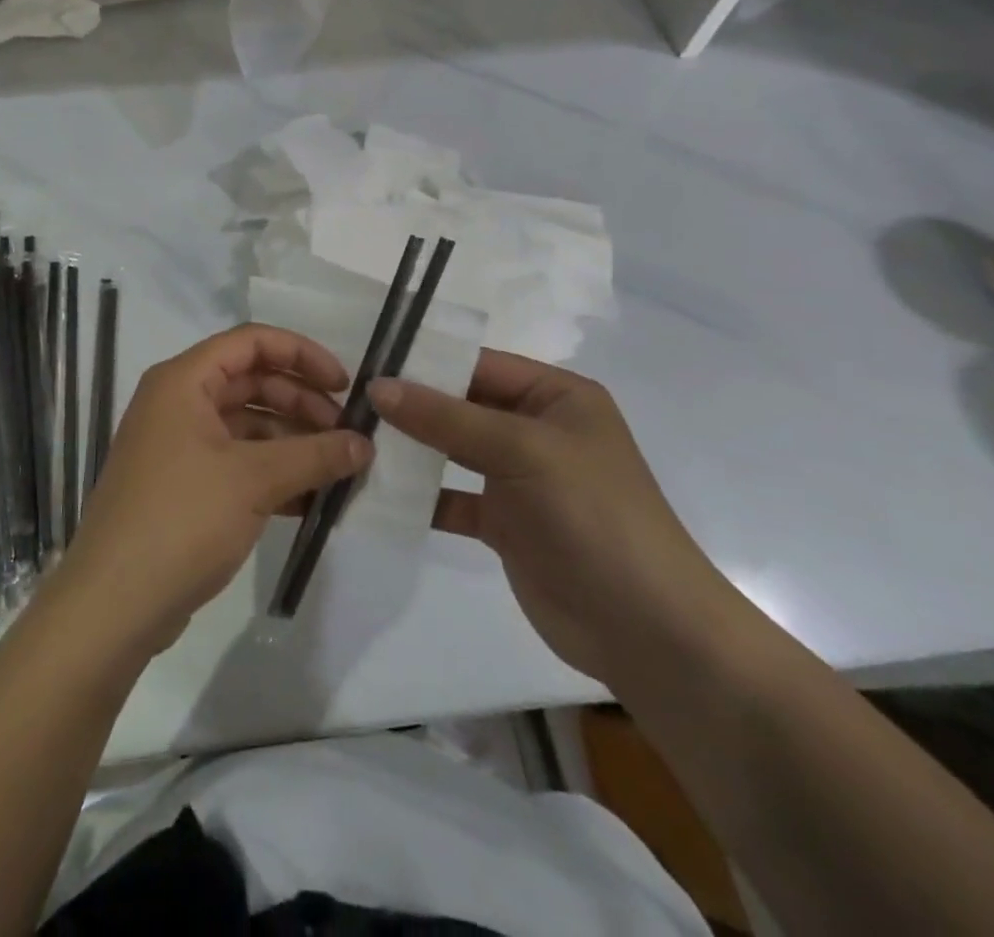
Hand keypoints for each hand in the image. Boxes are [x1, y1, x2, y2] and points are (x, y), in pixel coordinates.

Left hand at [57, 325, 372, 655]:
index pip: (251, 341)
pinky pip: (235, 462)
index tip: (343, 385)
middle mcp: (177, 402)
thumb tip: (365, 443)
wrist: (114, 602)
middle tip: (345, 435)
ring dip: (291, 442)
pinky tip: (308, 500)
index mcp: (183, 380)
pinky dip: (271, 473)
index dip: (301, 354)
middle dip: (301, 403)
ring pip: (246, 425)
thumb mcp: (255, 480)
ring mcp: (177, 446)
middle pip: (251, 381)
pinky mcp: (182, 486)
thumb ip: (314, 455)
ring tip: (335, 471)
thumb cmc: (182, 518)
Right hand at [370, 351, 748, 684]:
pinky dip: (419, 496)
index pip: (478, 364)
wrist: (648, 632)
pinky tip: (375, 493)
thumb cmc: (593, 516)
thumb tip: (378, 386)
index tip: (363, 361)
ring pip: (450, 451)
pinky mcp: (504, 522)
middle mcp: (536, 429)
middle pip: (460, 406)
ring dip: (409, 450)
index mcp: (555, 396)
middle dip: (409, 406)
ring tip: (350, 441)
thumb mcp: (522, 451)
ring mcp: (519, 477)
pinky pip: (451, 497)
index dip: (424, 362)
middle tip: (346, 402)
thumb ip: (447, 418)